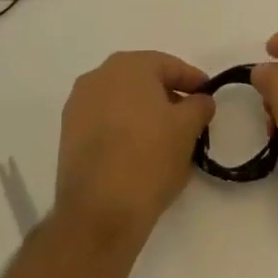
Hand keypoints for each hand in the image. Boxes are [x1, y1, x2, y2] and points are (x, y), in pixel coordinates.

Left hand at [55, 51, 214, 244]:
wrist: (99, 211)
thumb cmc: (149, 158)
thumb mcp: (187, 129)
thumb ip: (199, 106)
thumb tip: (200, 100)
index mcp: (128, 66)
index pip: (169, 66)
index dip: (193, 80)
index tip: (208, 97)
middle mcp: (98, 76)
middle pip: (142, 80)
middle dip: (167, 96)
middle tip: (189, 118)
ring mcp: (79, 104)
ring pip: (122, 101)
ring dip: (144, 113)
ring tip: (165, 138)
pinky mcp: (69, 133)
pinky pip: (105, 121)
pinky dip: (124, 129)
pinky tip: (138, 152)